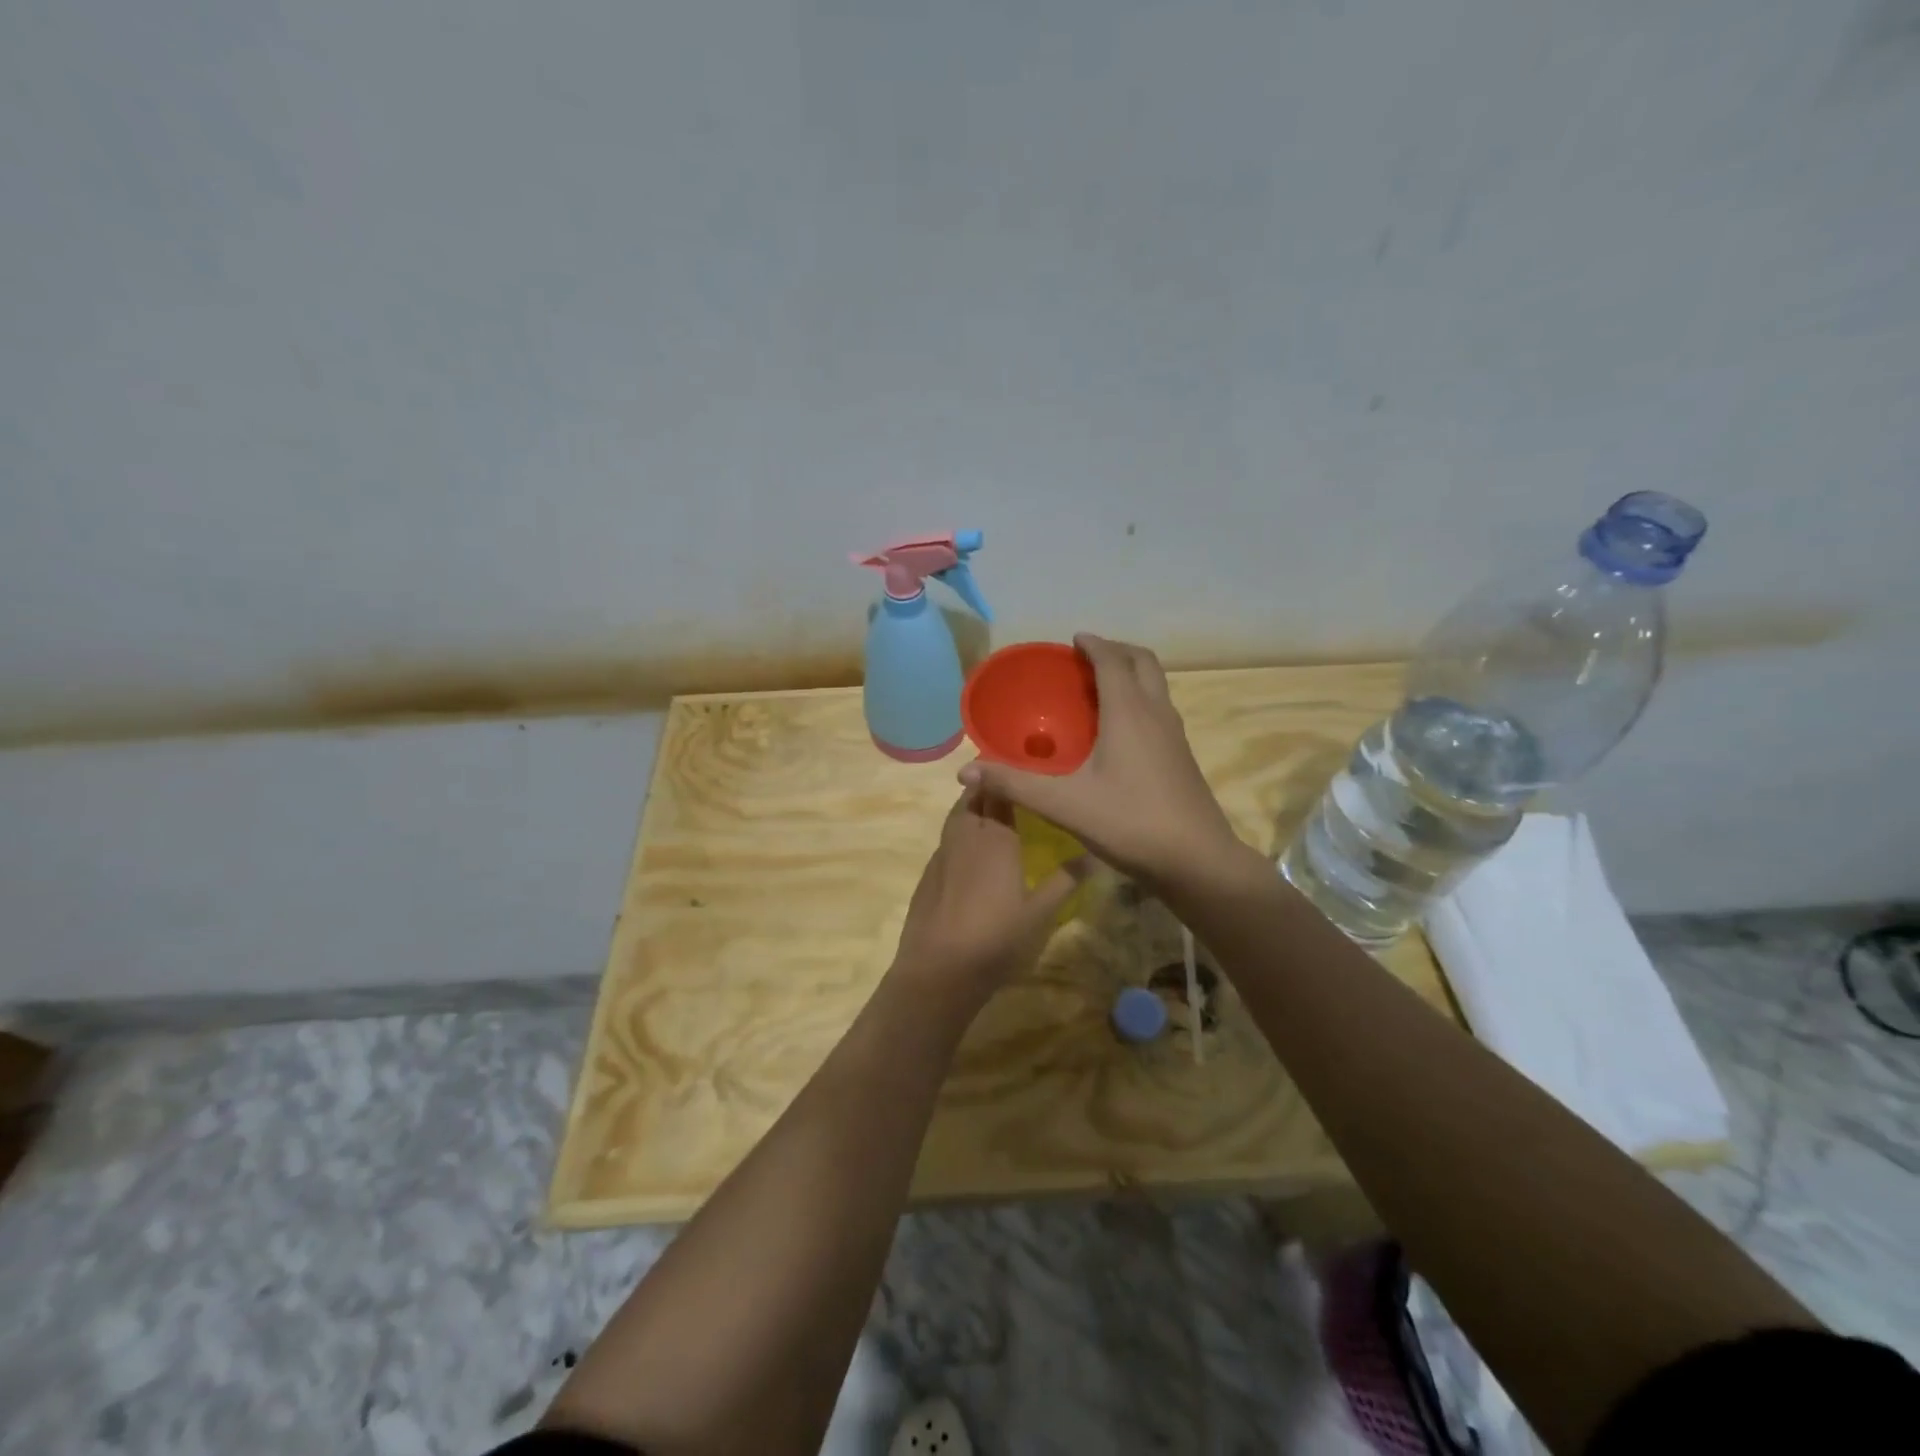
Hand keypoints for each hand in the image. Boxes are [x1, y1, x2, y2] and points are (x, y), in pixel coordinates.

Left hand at [892, 789, 1086, 998]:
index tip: (1022, 768)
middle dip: (988, 786)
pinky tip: (970, 849)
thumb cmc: (996, 940)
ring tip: (990, 809)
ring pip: (956, 816)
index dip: (1008, 777)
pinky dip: (959, 831)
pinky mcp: (928, 873)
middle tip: (1008, 785)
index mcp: (996, 839)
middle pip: (974, 798)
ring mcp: (942, 854)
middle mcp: (966, 836)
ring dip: (971, 805)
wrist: (938, 970)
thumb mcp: (1040, 914)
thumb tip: (1094, 854)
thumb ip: (1065, 881)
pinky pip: (946, 839)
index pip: (1000, 793)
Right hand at [958, 633, 1245, 893]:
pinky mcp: (1182, 756)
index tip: (1073, 640)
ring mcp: (1175, 735)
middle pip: (1144, 662)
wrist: (1197, 860)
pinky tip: (1120, 732)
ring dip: (1131, 674)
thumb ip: (1015, 784)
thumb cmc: (1130, 823)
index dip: (1093, 644)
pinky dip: (1140, 700)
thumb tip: (966, 771)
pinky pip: (1160, 709)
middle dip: (1117, 651)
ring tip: (1100, 688)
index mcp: (1129, 713)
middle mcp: (1156, 714)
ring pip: (1157, 685)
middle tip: (1087, 657)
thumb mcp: (1064, 804)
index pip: (1113, 661)